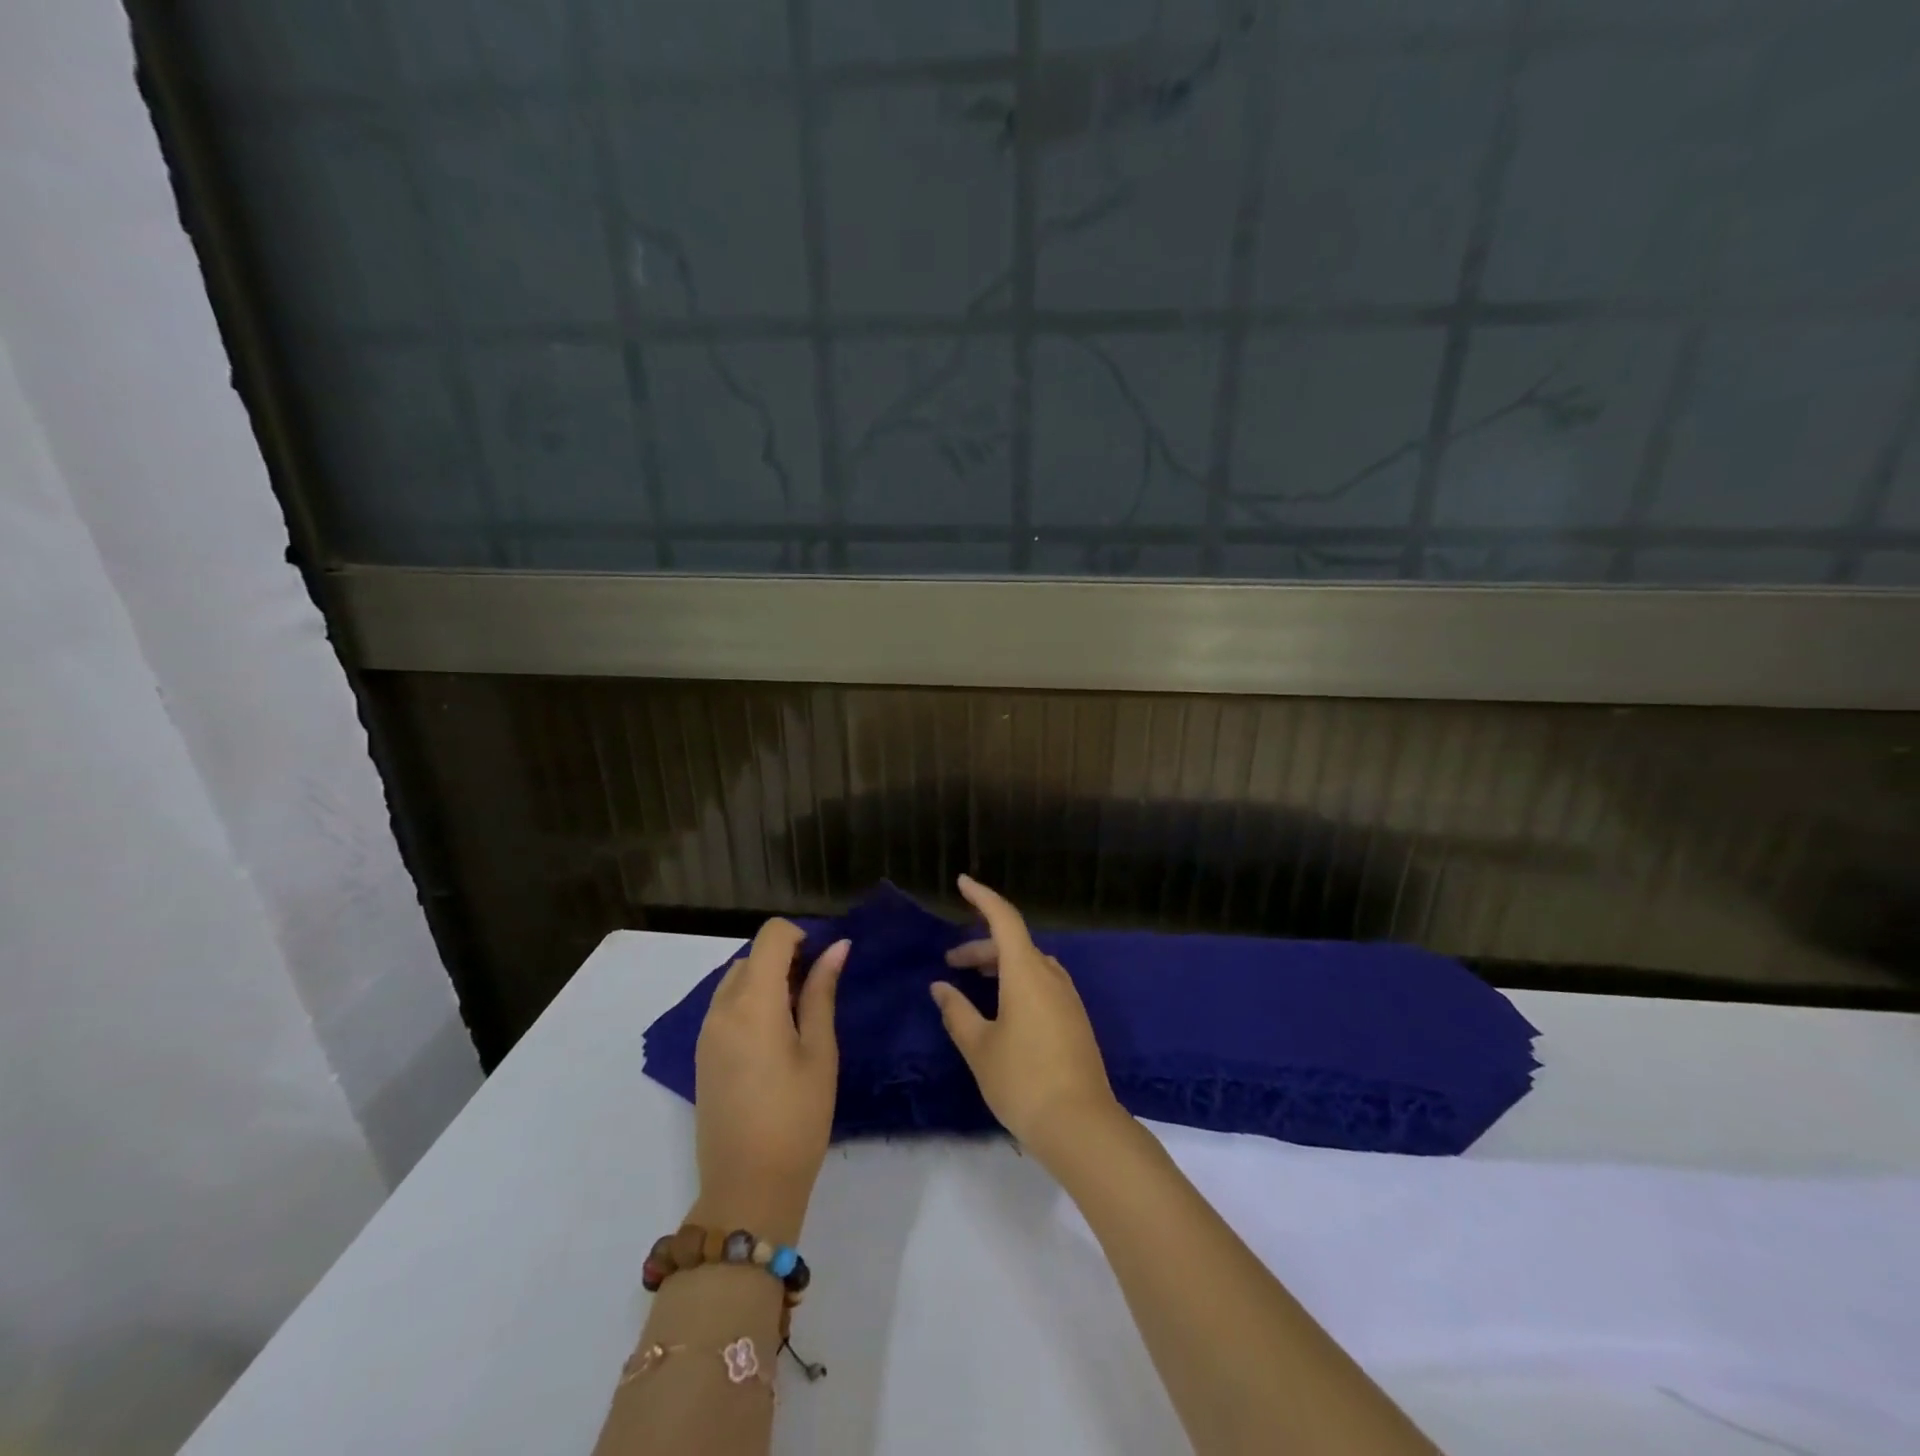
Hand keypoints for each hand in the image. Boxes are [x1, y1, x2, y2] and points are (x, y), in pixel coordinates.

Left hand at [692, 919, 848, 1242]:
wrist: (746, 1189)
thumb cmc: (797, 1117)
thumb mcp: (820, 1051)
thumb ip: (822, 992)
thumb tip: (837, 947)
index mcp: (752, 1002)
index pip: (771, 936)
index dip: (801, 936)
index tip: (823, 964)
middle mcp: (721, 1009)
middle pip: (753, 957)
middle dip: (786, 960)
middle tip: (817, 995)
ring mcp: (706, 1033)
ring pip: (736, 980)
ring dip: (767, 981)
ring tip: (797, 1020)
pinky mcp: (702, 1056)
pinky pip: (725, 1007)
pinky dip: (750, 1003)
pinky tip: (774, 1041)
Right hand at [931, 875, 1124, 1164]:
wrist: (1081, 1125)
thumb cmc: (1022, 1080)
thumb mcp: (979, 1047)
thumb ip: (956, 1012)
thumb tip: (941, 987)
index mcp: (1026, 972)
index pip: (1004, 919)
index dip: (982, 898)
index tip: (962, 883)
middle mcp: (1051, 976)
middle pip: (1014, 944)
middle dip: (981, 946)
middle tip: (951, 964)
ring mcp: (1067, 998)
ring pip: (1030, 965)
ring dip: (1000, 965)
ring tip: (974, 985)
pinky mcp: (1075, 1020)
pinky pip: (1042, 984)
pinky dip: (1018, 982)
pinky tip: (1003, 1009)